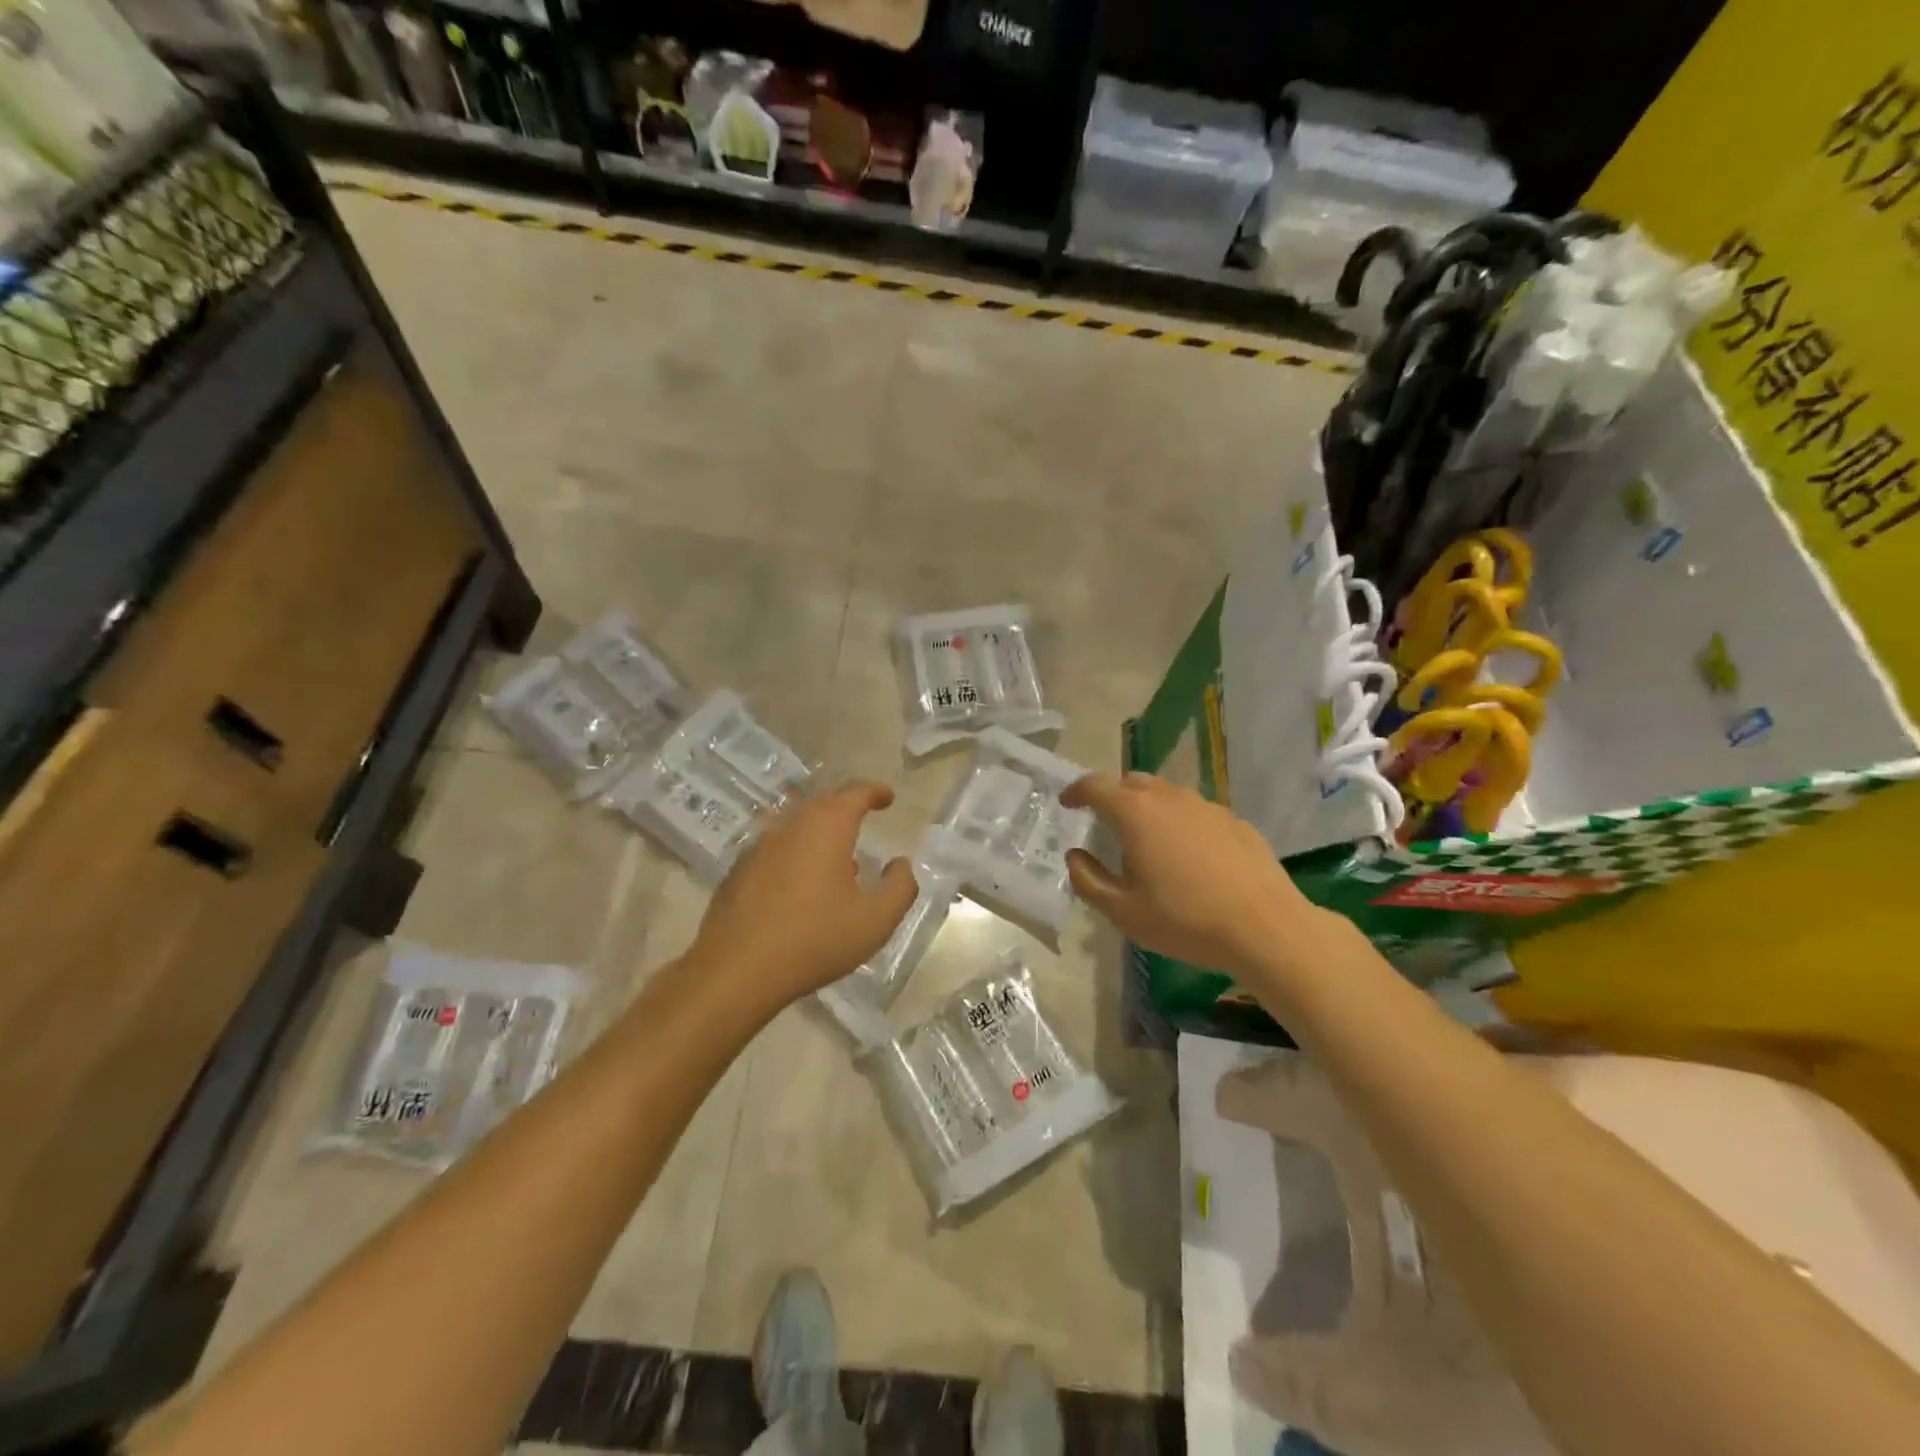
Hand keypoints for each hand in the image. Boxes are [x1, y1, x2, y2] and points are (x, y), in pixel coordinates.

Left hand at [684, 781, 917, 1010]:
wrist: (736, 970)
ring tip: (836, 860)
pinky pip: (775, 851)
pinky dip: (795, 856)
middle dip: (845, 808)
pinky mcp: (738, 871)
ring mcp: (758, 847)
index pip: (855, 793)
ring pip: (796, 827)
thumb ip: (899, 887)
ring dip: (819, 834)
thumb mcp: (875, 920)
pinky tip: (800, 887)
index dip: (875, 791)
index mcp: (827, 827)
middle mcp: (790, 826)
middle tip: (863, 820)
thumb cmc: (815, 939)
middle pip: (822, 804)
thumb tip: (900, 864)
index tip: (888, 797)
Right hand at [1062, 772, 1339, 979]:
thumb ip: (1088, 880)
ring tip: (1145, 837)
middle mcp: (1169, 798)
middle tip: (1103, 819)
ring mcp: (1206, 806)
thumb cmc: (1185, 920)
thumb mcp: (1123, 911)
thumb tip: (1075, 856)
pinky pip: (1195, 811)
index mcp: (1135, 813)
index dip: (1076, 791)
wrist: (1265, 928)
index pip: (1095, 786)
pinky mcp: (1234, 821)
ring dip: (1147, 806)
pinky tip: (1188, 854)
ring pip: (1166, 793)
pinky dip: (1179, 821)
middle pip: (1131, 782)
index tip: (1067, 803)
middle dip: (1111, 795)